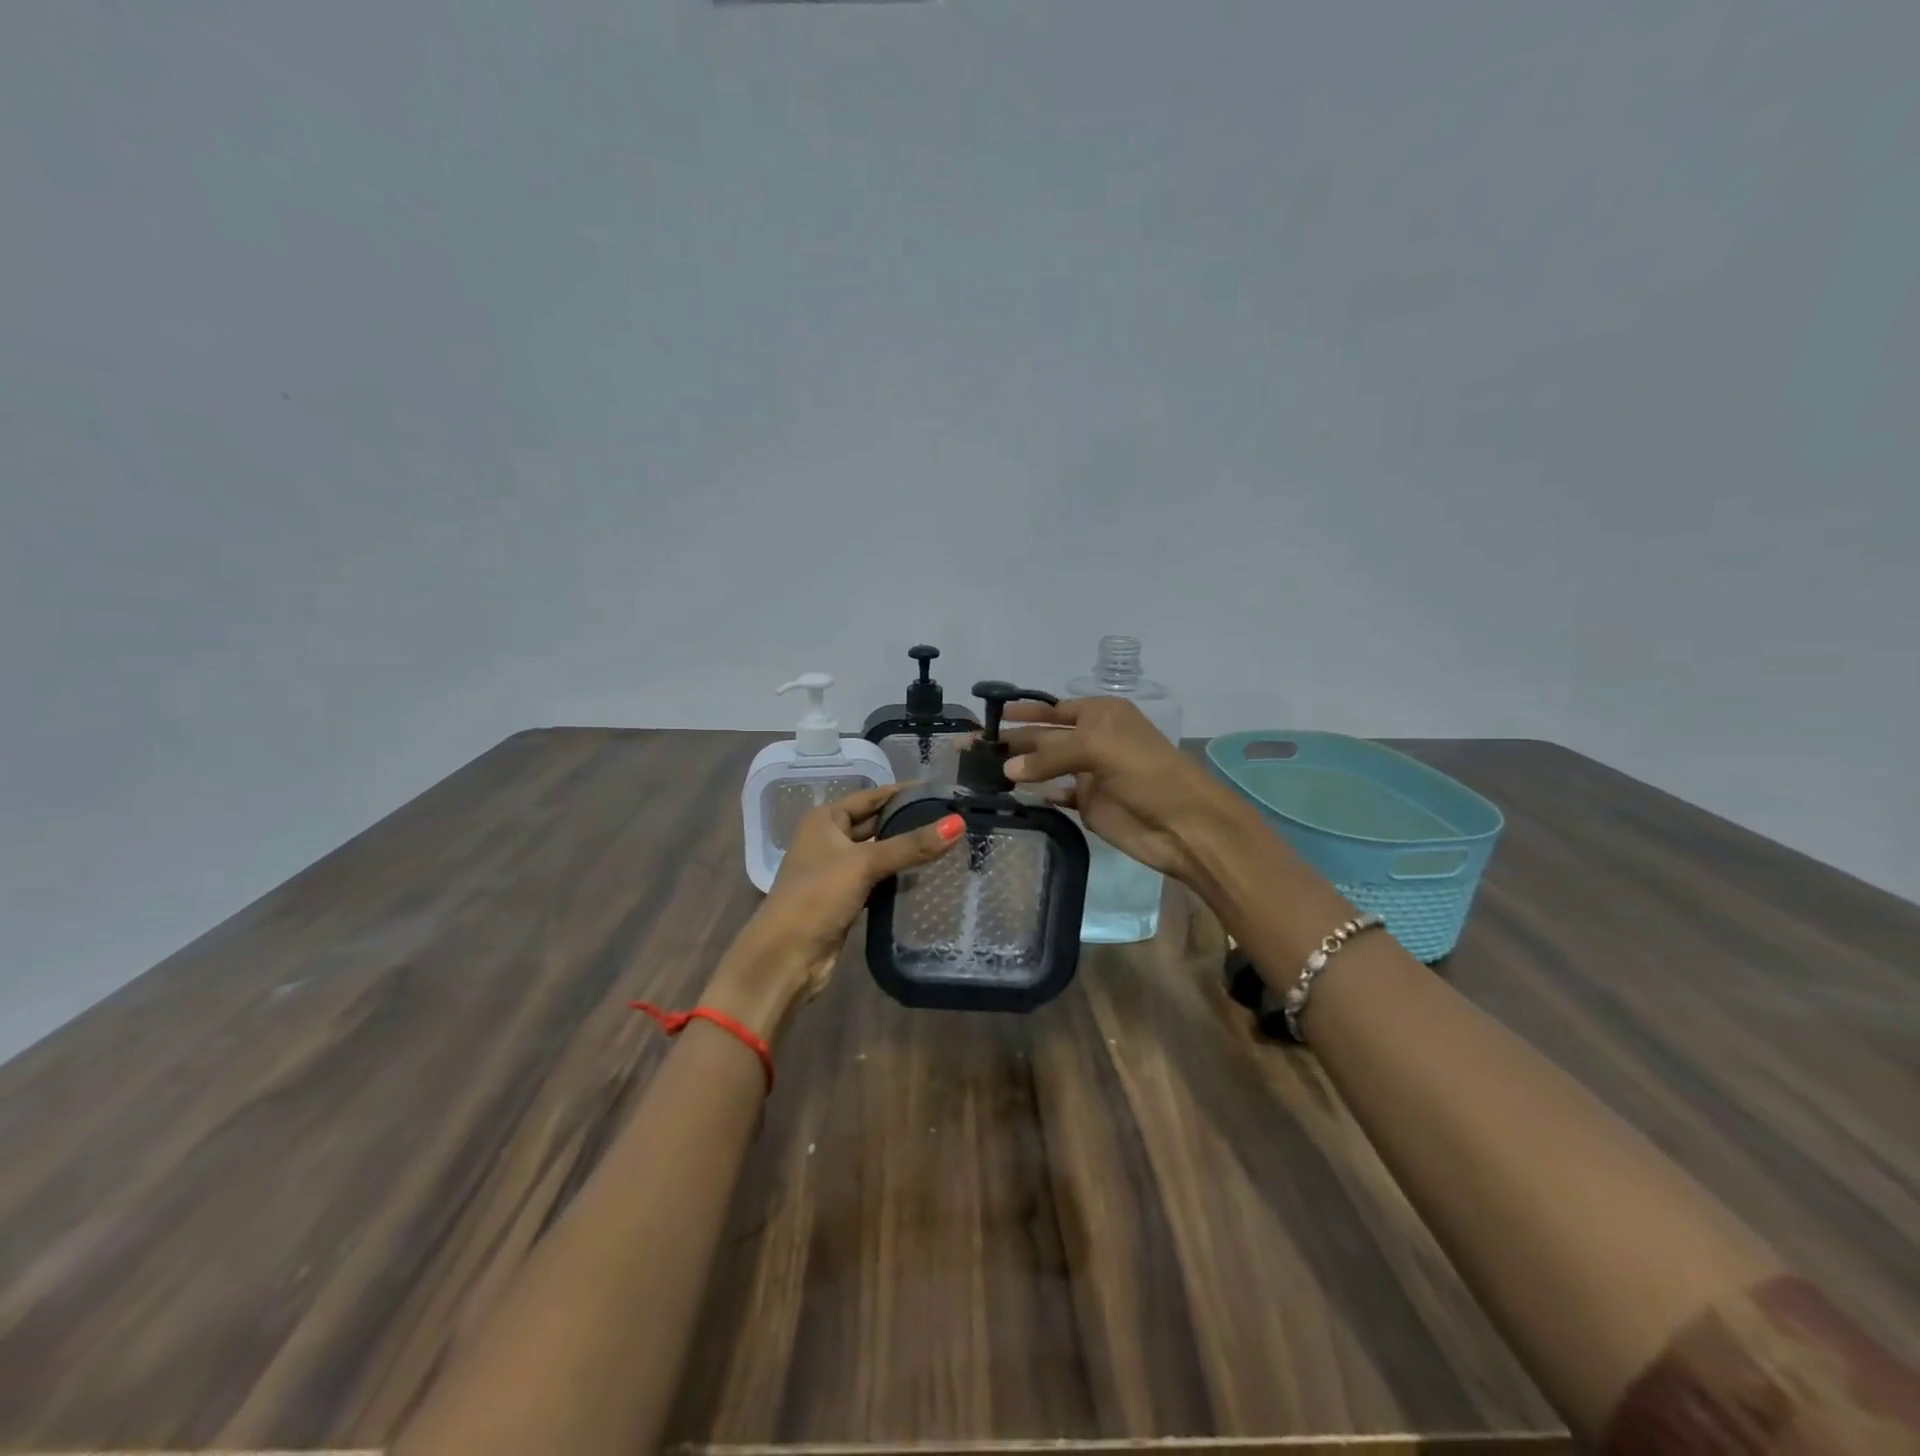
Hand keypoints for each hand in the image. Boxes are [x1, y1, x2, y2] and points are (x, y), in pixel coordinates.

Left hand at [706, 785, 964, 1040]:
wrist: (785, 956)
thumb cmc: (818, 896)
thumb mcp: (865, 864)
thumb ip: (911, 845)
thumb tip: (958, 823)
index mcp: (825, 820)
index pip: (871, 797)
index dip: (903, 793)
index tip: (940, 792)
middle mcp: (828, 840)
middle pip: (875, 824)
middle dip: (907, 822)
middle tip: (951, 819)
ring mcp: (836, 872)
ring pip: (878, 854)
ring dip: (904, 852)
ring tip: (947, 845)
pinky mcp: (845, 900)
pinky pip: (877, 880)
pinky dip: (897, 878)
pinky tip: (926, 877)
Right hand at [1001, 696, 1247, 885]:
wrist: (1184, 824)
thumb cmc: (1145, 772)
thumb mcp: (1097, 747)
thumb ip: (1049, 754)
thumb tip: (1007, 770)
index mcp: (1100, 714)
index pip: (1052, 709)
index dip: (1022, 712)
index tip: (988, 716)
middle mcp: (1093, 740)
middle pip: (1044, 736)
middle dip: (1012, 739)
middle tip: (970, 745)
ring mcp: (1090, 773)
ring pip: (1046, 767)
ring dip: (1019, 768)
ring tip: (980, 770)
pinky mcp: (1089, 804)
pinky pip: (1056, 795)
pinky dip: (1038, 794)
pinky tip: (1016, 794)